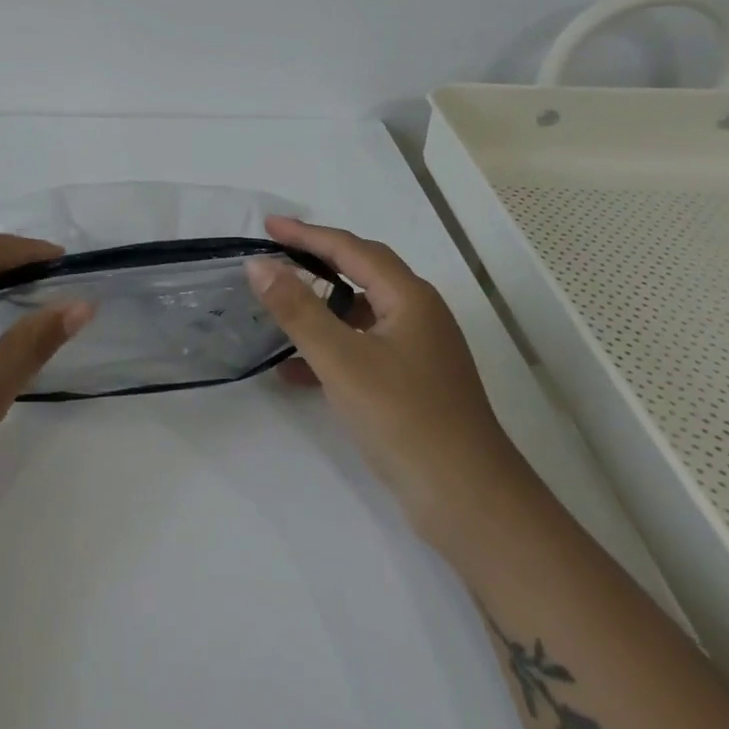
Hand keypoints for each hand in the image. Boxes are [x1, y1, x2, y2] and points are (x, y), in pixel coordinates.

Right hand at [247, 215, 532, 549]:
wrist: (469, 502)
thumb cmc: (404, 418)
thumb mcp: (341, 359)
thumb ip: (297, 309)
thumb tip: (259, 263)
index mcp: (409, 298)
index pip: (351, 249)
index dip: (307, 235)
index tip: (267, 226)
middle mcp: (418, 315)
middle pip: (362, 273)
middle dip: (317, 260)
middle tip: (276, 254)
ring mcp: (419, 351)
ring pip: (361, 314)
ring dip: (321, 307)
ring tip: (279, 307)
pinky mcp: (412, 384)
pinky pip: (363, 349)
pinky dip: (330, 350)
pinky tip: (295, 372)